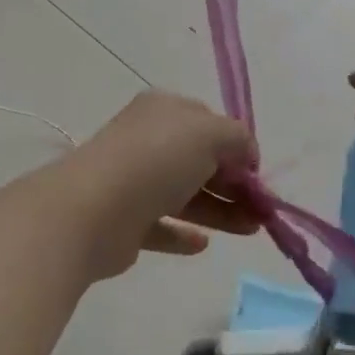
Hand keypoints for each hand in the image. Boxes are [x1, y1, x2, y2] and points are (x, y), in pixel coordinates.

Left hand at [74, 91, 260, 280]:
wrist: (92, 210)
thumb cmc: (155, 160)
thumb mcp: (209, 134)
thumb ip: (238, 138)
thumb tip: (248, 155)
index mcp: (163, 110)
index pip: (208, 122)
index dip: (237, 146)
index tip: (257, 174)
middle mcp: (147, 141)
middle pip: (199, 161)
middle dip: (234, 184)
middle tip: (262, 211)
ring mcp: (133, 181)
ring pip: (185, 195)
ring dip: (220, 210)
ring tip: (252, 230)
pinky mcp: (125, 221)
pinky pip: (162, 225)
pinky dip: (184, 233)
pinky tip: (203, 244)